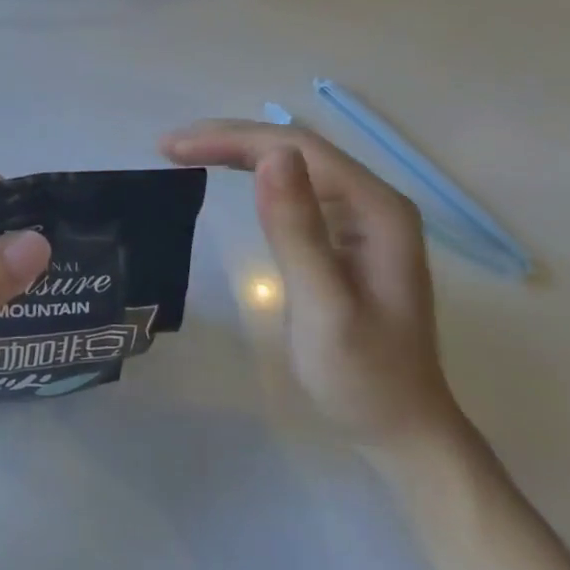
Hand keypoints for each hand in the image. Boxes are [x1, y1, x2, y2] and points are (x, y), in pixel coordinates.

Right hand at [161, 119, 460, 452]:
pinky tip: (224, 171)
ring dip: (235, 150)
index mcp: (376, 209)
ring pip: (290, 161)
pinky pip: (292, 185)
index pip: (297, 148)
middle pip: (293, 147)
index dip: (233, 139)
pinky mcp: (343, 232)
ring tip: (183, 152)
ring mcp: (360, 215)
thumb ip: (298, 231)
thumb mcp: (325, 307)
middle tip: (167, 147)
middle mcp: (371, 200)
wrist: (402, 430)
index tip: (174, 149)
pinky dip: (250, 173)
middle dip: (228, 139)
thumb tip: (271, 156)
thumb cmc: (363, 376)